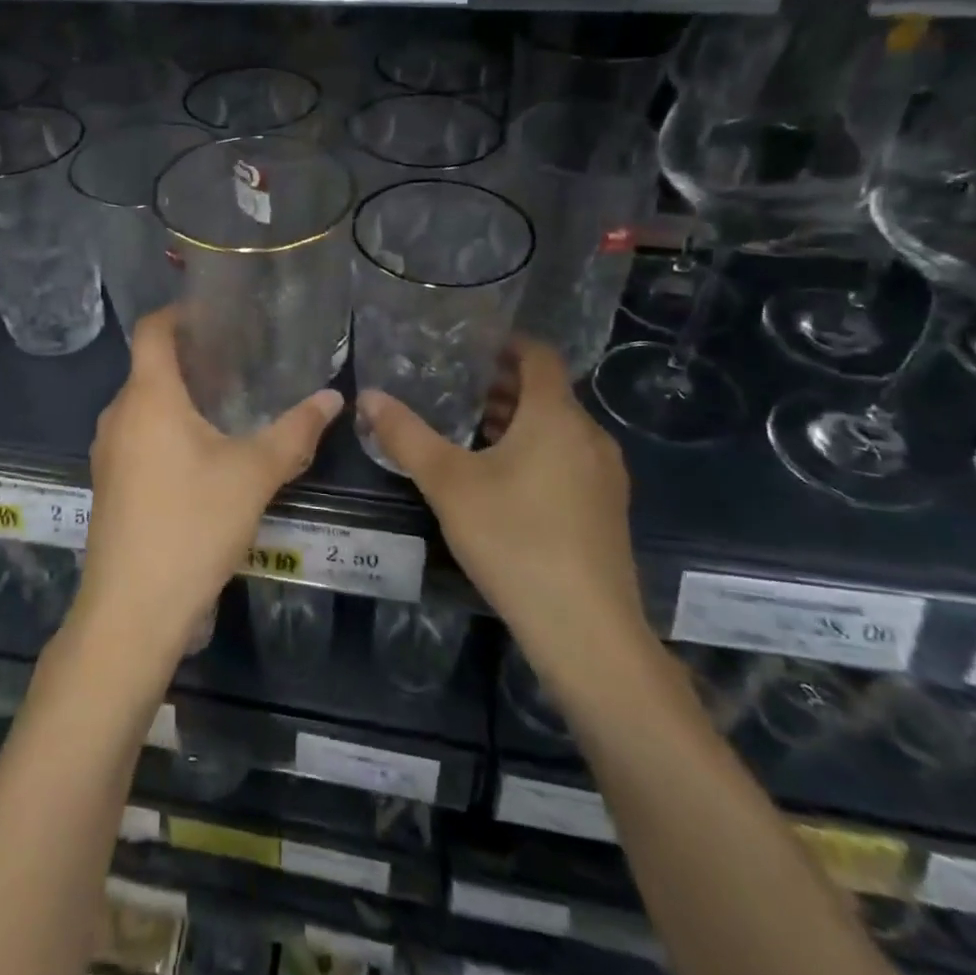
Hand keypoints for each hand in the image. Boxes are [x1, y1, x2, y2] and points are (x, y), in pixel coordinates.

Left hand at [76, 308, 342, 664]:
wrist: (133, 609)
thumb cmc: (193, 525)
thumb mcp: (254, 475)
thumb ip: (295, 432)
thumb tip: (333, 398)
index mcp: (148, 397)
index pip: (152, 330)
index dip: (179, 312)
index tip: (216, 313)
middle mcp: (119, 415)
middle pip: (150, 367)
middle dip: (191, 358)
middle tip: (239, 360)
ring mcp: (108, 452)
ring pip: (144, 406)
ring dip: (180, 398)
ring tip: (228, 404)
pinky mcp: (109, 485)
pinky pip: (139, 437)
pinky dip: (167, 429)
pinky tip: (203, 455)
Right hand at [359, 339, 643, 663]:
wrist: (586, 630)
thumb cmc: (514, 539)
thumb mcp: (447, 483)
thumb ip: (405, 435)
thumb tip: (368, 396)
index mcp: (556, 416)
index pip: (539, 356)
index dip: (507, 344)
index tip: (471, 347)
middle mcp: (590, 436)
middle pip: (548, 393)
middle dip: (503, 387)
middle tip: (456, 391)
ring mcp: (606, 476)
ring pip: (559, 429)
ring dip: (519, 422)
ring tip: (472, 434)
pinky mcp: (607, 511)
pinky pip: (569, 459)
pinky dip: (537, 452)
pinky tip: (504, 483)